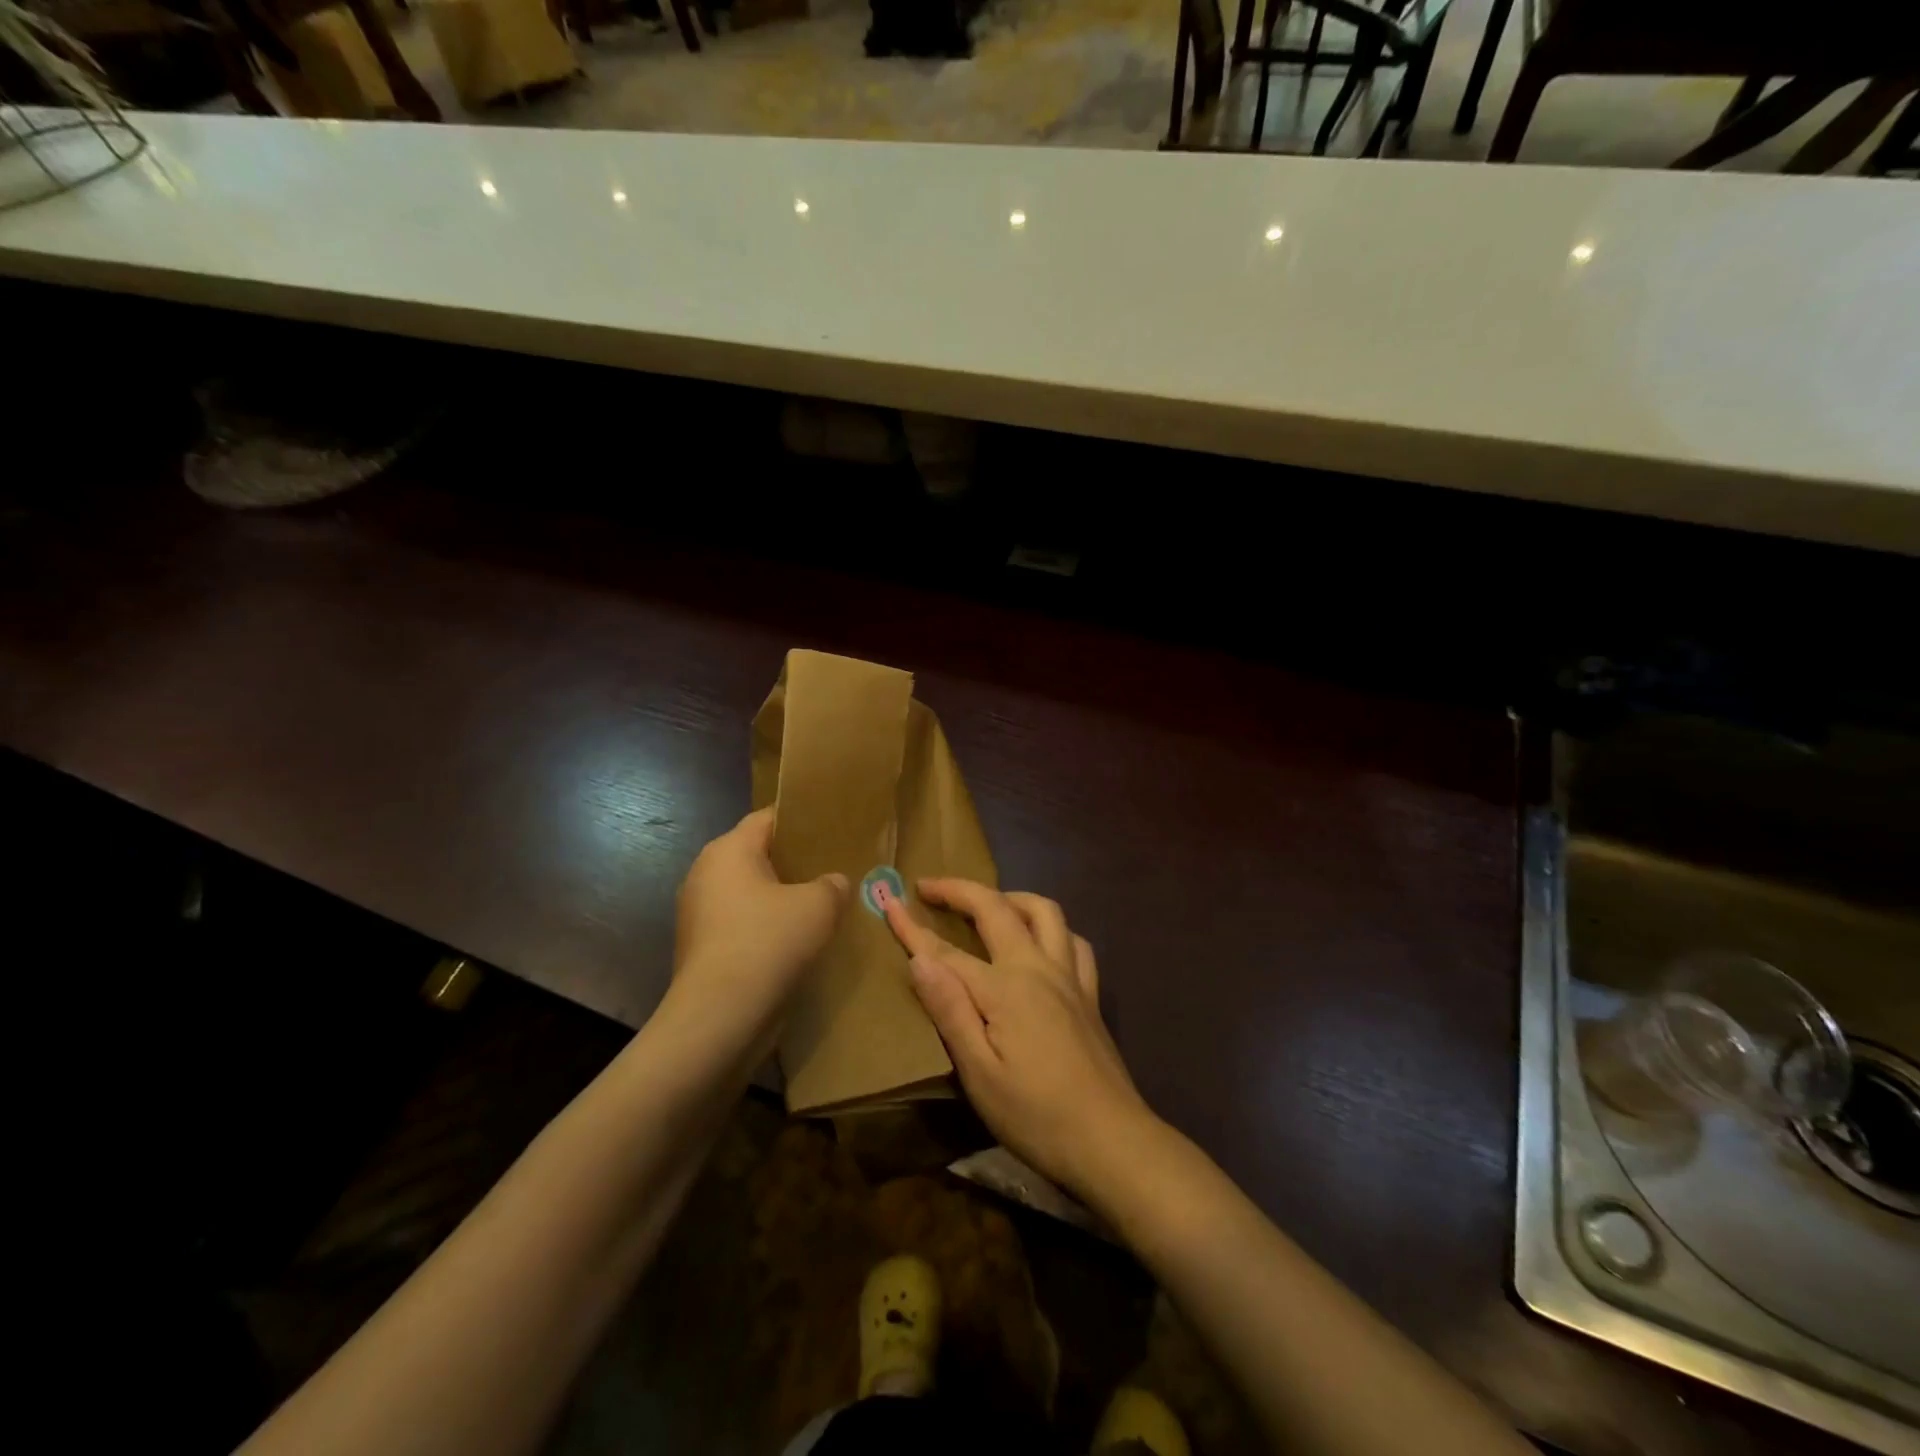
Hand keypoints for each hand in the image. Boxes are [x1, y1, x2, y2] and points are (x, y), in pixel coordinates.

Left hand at [669, 808, 848, 1053]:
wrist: (720, 1016)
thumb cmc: (768, 943)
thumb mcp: (819, 906)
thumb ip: (832, 885)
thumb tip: (833, 883)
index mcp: (728, 850)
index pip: (767, 818)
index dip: (800, 821)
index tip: (831, 830)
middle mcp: (705, 873)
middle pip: (756, 855)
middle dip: (792, 862)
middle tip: (831, 868)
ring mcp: (698, 912)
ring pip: (748, 892)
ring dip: (778, 898)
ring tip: (818, 906)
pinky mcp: (701, 947)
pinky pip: (740, 923)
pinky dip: (764, 926)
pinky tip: (794, 941)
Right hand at [883, 878, 1156, 1199]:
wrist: (1111, 1141)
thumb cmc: (1036, 1115)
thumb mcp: (979, 1074)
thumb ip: (950, 1010)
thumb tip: (920, 959)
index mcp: (1005, 988)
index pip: (947, 950)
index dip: (914, 928)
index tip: (888, 903)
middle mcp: (1038, 967)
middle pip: (996, 909)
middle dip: (959, 890)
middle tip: (929, 886)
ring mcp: (1069, 976)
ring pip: (1044, 911)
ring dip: (1011, 896)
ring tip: (987, 903)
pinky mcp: (1089, 993)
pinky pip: (1074, 941)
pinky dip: (1052, 927)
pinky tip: (1041, 941)